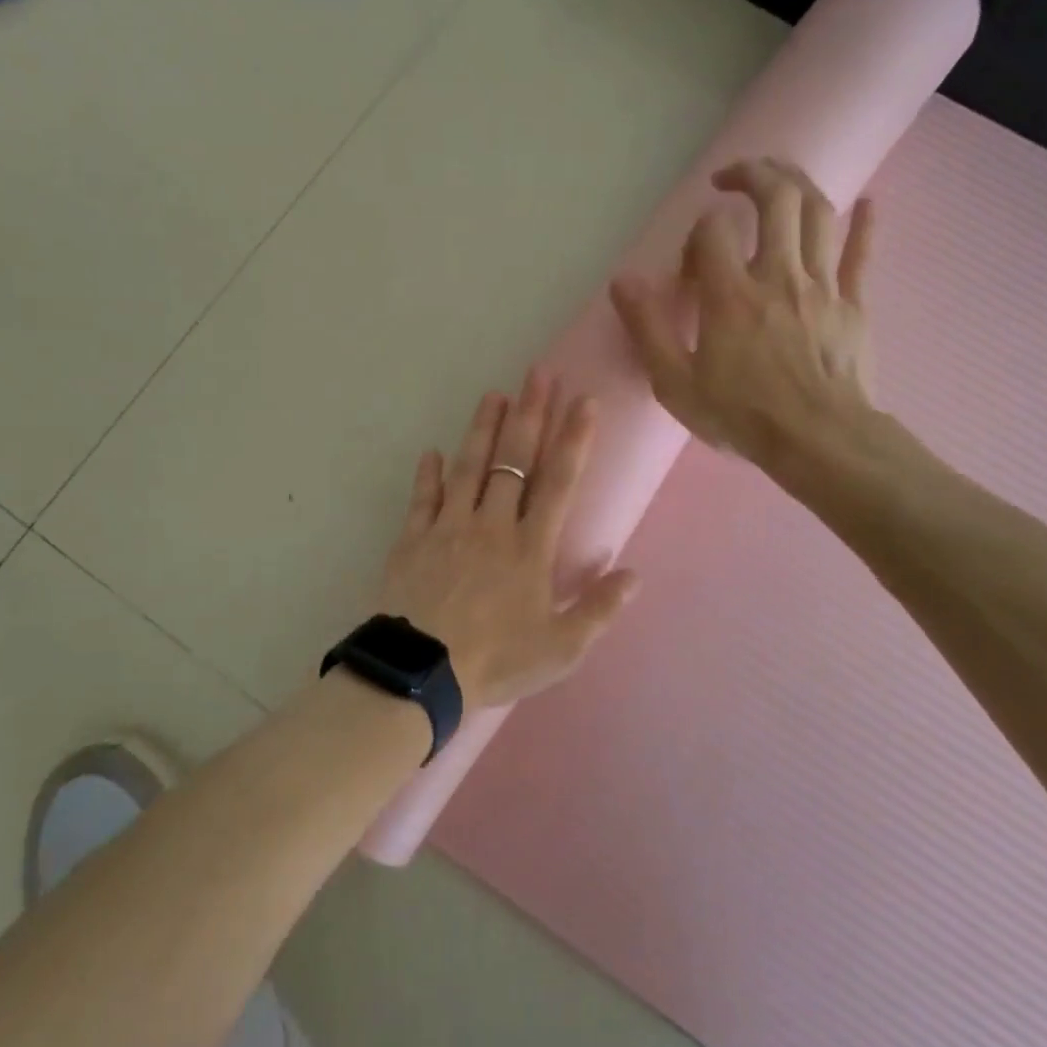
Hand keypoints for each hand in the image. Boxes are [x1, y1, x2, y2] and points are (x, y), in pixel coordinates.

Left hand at [374, 370, 638, 709]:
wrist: (421, 672)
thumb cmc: (496, 660)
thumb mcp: (561, 648)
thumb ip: (599, 609)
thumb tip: (634, 574)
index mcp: (530, 547)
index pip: (558, 482)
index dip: (573, 439)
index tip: (584, 401)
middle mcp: (491, 525)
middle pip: (513, 460)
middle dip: (529, 414)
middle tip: (538, 373)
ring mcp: (448, 527)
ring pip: (468, 467)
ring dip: (482, 429)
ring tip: (493, 394)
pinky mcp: (413, 539)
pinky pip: (422, 499)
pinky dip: (427, 474)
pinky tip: (432, 452)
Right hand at [610, 159, 876, 483]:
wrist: (820, 442)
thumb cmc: (743, 415)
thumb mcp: (676, 383)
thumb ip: (647, 328)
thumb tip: (623, 281)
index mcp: (731, 295)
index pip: (713, 231)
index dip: (697, 232)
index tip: (691, 261)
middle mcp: (779, 275)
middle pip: (776, 199)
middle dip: (754, 174)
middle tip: (731, 176)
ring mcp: (822, 286)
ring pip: (818, 213)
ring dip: (798, 183)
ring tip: (778, 176)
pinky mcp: (854, 303)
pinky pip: (861, 253)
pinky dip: (865, 222)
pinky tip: (867, 201)